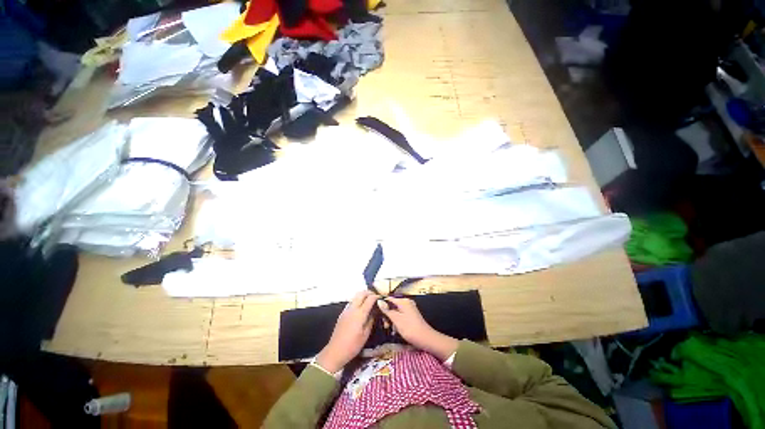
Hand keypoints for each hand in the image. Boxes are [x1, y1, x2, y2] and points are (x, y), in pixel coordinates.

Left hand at [316, 291, 377, 372]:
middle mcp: (352, 308)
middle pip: (361, 293)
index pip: (370, 299)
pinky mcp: (342, 313)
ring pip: (355, 296)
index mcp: (360, 314)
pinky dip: (358, 300)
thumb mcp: (365, 335)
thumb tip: (375, 311)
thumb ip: (371, 320)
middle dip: (369, 292)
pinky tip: (361, 307)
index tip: (382, 297)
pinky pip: (351, 302)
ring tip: (369, 301)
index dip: (376, 296)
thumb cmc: (353, 346)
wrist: (335, 351)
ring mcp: (346, 310)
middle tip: (376, 297)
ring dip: (363, 295)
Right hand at [378, 297, 458, 360]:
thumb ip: (387, 310)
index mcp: (403, 301)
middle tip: (385, 325)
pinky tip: (395, 329)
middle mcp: (407, 302)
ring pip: (396, 311)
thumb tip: (379, 301)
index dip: (382, 304)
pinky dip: (397, 321)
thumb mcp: (396, 319)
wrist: (425, 339)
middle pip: (392, 305)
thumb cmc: (410, 328)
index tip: (375, 312)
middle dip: (387, 314)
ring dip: (391, 319)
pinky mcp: (411, 315)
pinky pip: (401, 315)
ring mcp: (410, 309)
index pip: (389, 299)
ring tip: (389, 328)